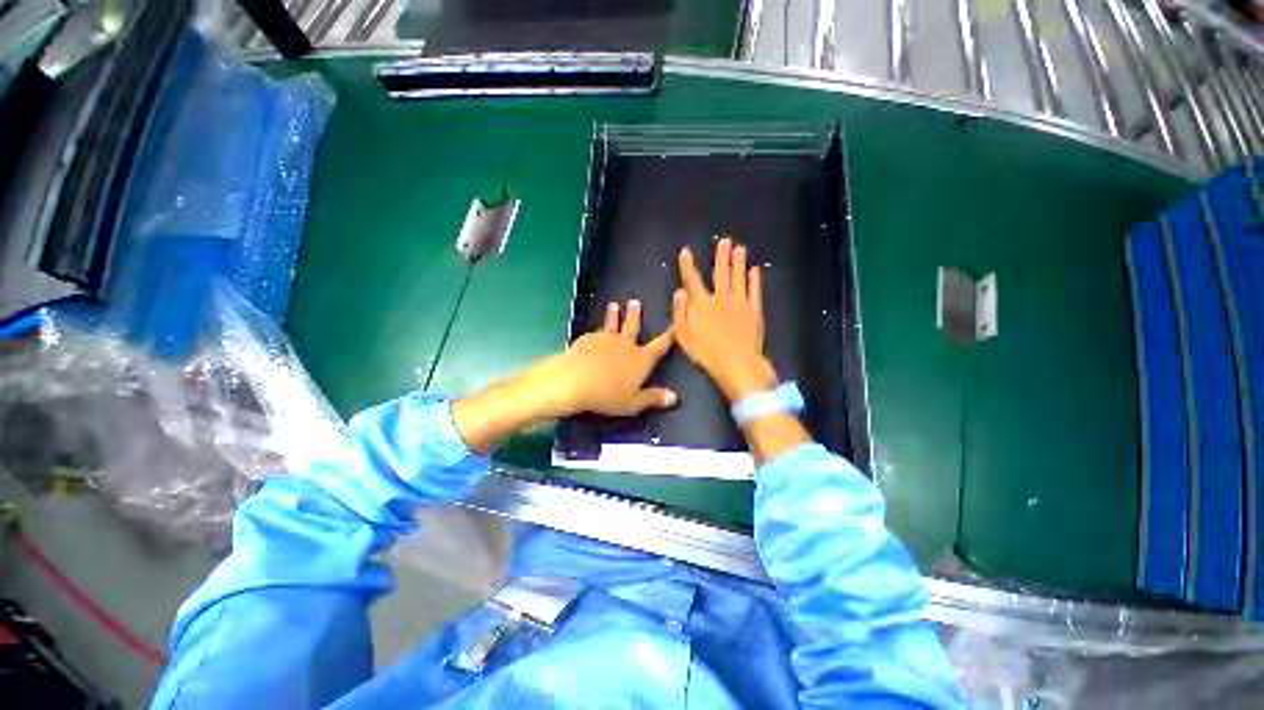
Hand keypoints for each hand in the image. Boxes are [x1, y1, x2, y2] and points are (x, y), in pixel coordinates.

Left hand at [521, 299, 676, 417]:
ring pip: (611, 324)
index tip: (675, 324)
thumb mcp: (634, 403)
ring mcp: (605, 339)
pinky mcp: (587, 339)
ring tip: (613, 305)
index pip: (660, 345)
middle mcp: (625, 344)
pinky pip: (594, 333)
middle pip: (632, 326)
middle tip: (634, 301)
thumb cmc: (608, 395)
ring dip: (613, 315)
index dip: (669, 335)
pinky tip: (592, 332)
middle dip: (635, 315)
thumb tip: (674, 397)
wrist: (576, 380)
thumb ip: (653, 398)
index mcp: (641, 359)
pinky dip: (596, 331)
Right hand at [673, 238, 776, 401]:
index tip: (686, 251)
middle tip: (725, 241)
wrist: (737, 363)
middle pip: (721, 273)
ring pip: (739, 277)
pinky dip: (755, 280)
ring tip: (740, 248)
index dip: (688, 265)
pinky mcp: (754, 310)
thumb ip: (680, 312)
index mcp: (702, 304)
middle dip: (721, 256)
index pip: (693, 280)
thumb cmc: (706, 352)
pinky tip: (756, 270)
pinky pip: (755, 291)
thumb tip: (679, 292)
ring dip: (739, 262)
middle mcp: (721, 298)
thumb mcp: (683, 335)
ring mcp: (740, 302)